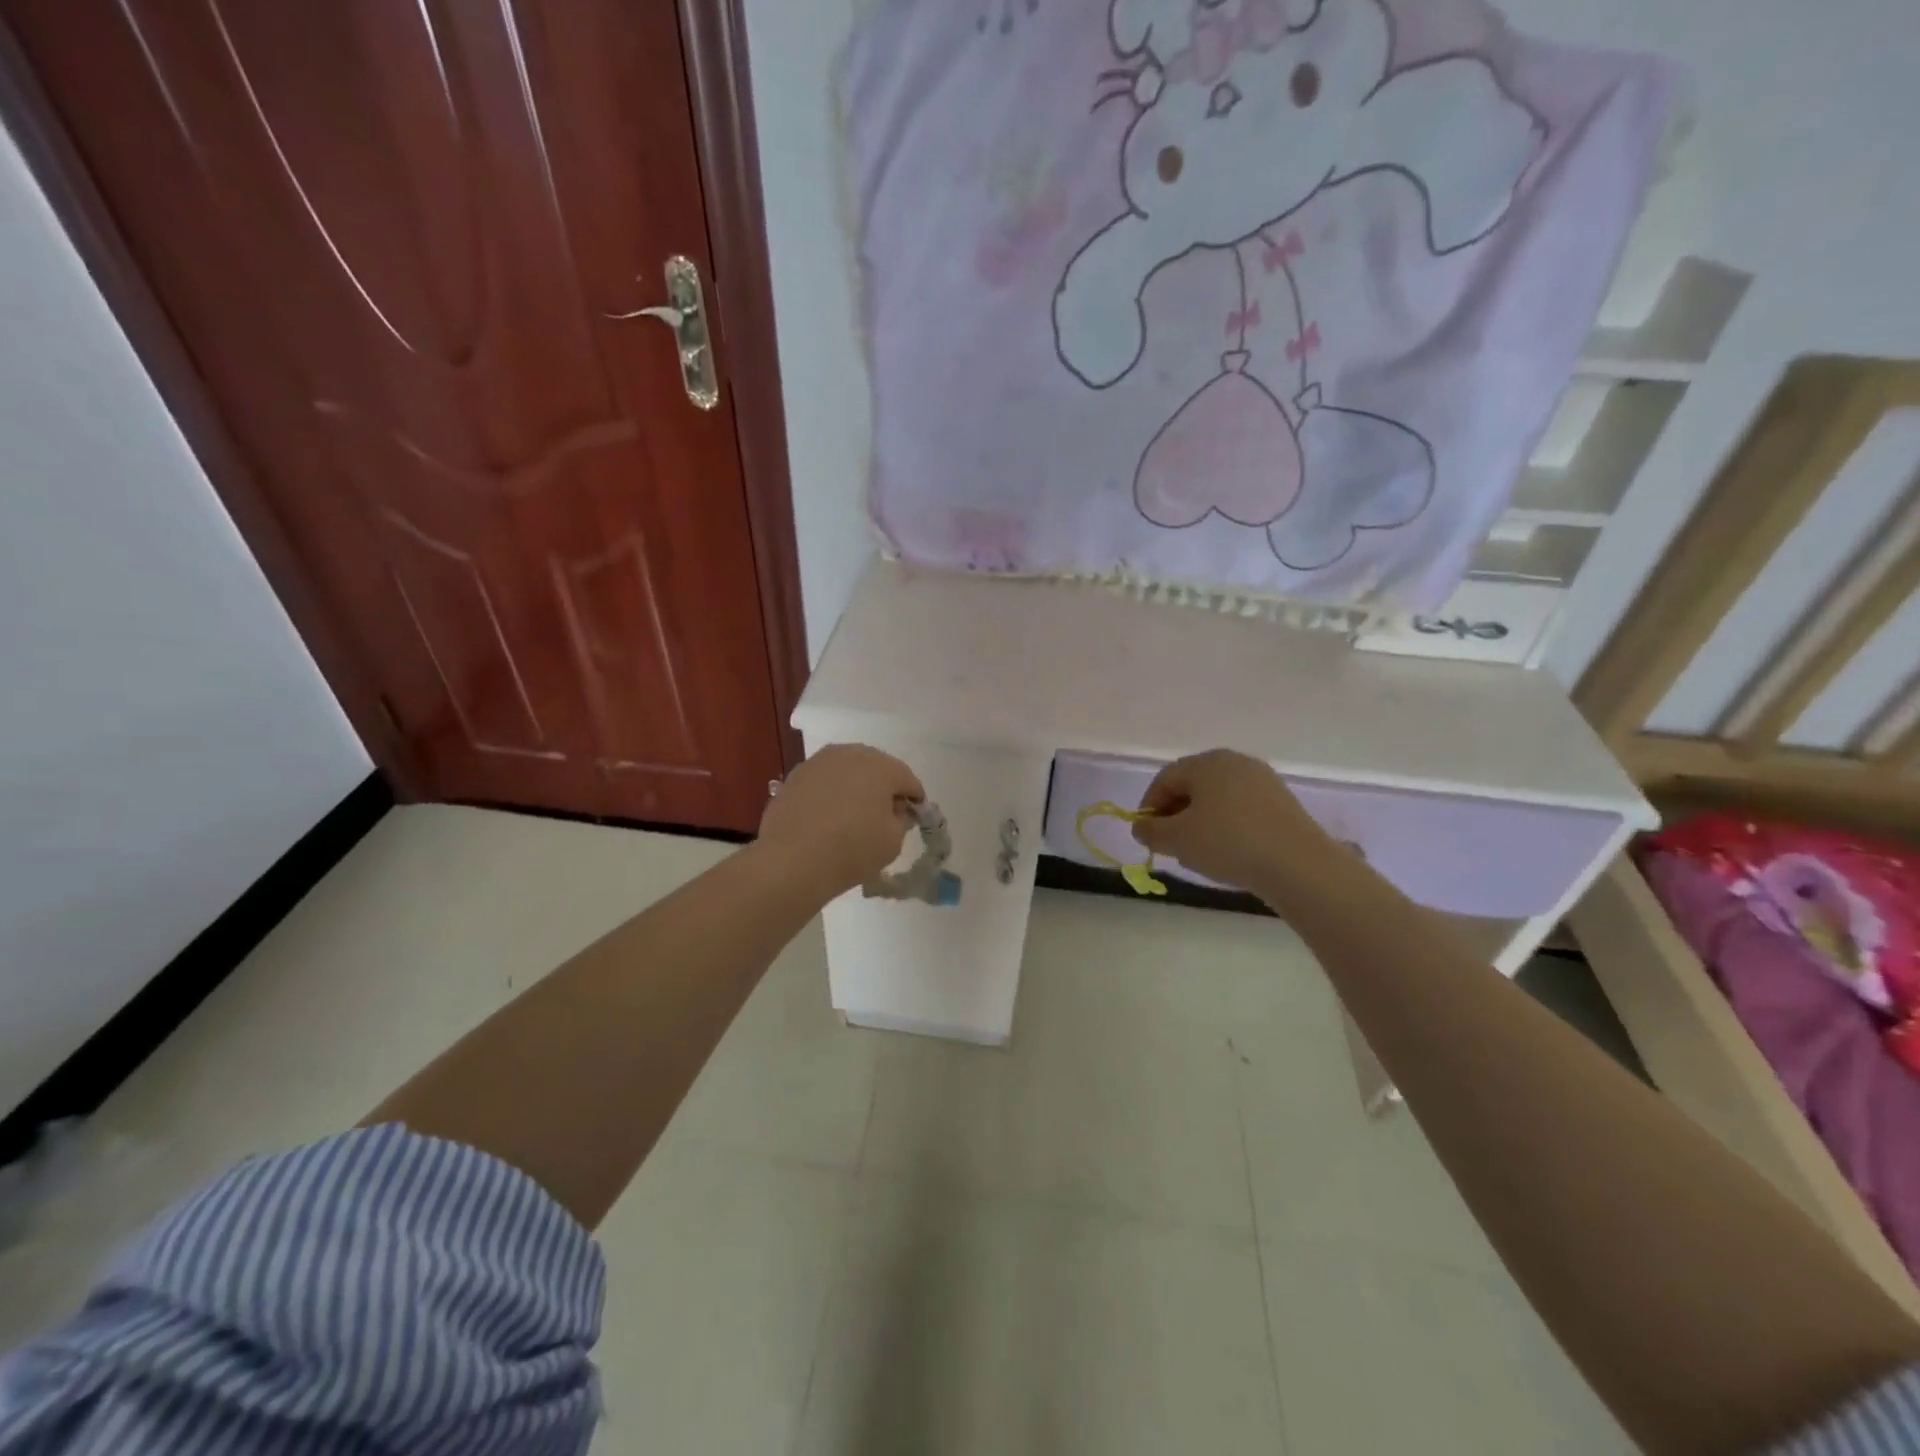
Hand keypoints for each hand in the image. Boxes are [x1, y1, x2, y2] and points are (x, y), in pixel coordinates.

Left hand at [759, 744, 924, 898]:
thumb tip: (895, 810)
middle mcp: (850, 754)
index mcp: (881, 766)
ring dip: (856, 787)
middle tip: (885, 813)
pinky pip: (824, 781)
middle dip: (884, 787)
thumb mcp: (893, 841)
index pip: (907, 779)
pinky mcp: (795, 776)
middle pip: (877, 768)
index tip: (914, 816)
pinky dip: (831, 793)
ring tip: (855, 813)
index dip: (914, 798)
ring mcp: (819, 762)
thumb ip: (901, 819)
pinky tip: (829, 816)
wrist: (791, 860)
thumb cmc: (852, 849)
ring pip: (847, 770)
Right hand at [1133, 749, 1332, 893]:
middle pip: (1192, 784)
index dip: (1149, 806)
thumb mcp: (1177, 840)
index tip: (1147, 835)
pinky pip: (1241, 807)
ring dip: (1201, 820)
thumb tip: (1141, 826)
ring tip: (1199, 850)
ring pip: (1218, 797)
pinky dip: (1227, 824)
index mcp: (1206, 762)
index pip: (1165, 779)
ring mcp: (1262, 779)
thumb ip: (1151, 831)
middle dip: (1175, 813)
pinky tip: (1229, 850)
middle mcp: (1235, 762)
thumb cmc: (1228, 843)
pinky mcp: (1282, 801)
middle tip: (1170, 843)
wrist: (1298, 864)